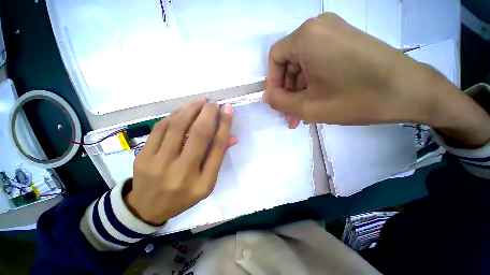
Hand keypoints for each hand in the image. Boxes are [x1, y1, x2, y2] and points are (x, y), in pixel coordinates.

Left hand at [124, 99, 236, 224]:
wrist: (148, 207)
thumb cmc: (184, 195)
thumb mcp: (206, 181)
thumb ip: (218, 157)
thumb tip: (232, 136)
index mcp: (203, 183)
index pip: (217, 147)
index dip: (224, 124)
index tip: (227, 108)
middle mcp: (183, 173)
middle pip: (198, 134)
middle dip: (208, 113)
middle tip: (213, 103)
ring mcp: (159, 165)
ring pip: (177, 127)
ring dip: (191, 109)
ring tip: (200, 101)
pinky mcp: (143, 157)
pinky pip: (160, 128)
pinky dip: (174, 115)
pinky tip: (183, 110)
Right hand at [264, 13, 489, 146]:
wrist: (412, 92)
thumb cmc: (356, 99)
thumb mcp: (308, 107)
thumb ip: (280, 102)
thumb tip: (266, 96)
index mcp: (306, 37)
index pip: (275, 58)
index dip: (272, 83)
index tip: (278, 103)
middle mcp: (318, 27)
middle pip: (289, 62)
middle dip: (287, 91)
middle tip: (290, 114)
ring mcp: (334, 32)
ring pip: (303, 65)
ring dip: (299, 91)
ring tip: (302, 115)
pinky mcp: (345, 41)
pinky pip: (317, 63)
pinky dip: (312, 83)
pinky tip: (315, 101)